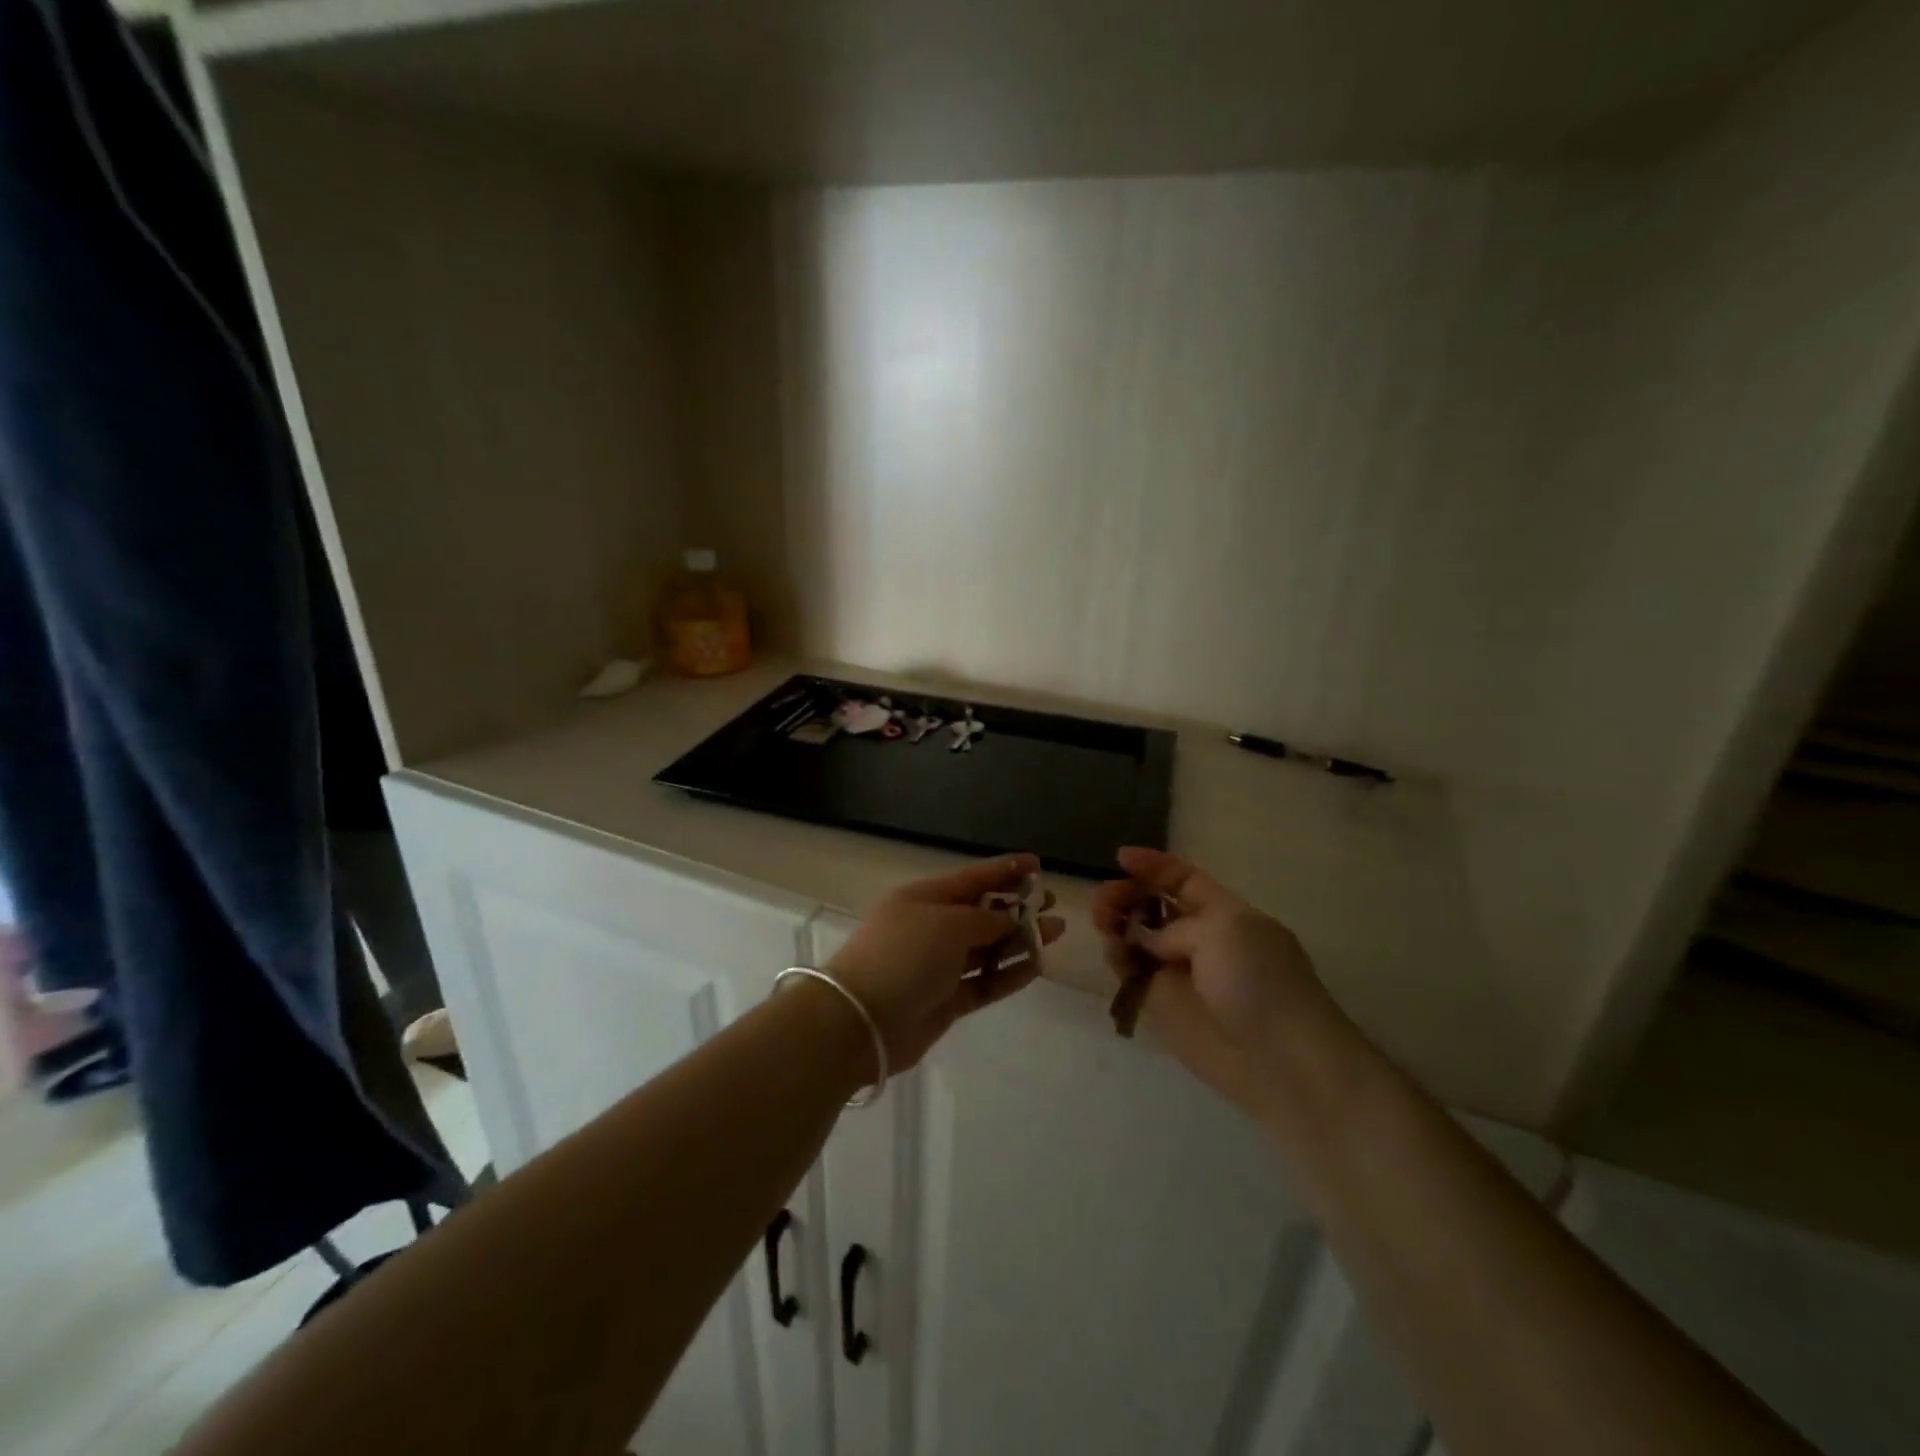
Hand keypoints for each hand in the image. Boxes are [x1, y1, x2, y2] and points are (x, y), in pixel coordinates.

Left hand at [828, 854, 1064, 1072]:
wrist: (861, 1021)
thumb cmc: (903, 956)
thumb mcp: (947, 924)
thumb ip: (985, 920)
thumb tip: (1008, 919)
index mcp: (925, 898)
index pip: (972, 878)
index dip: (1005, 869)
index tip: (1038, 864)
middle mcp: (932, 927)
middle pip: (982, 912)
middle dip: (1017, 906)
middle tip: (1051, 903)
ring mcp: (938, 966)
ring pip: (987, 948)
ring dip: (1020, 940)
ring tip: (1055, 932)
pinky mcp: (946, 1000)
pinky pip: (985, 982)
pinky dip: (1009, 974)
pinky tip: (1037, 966)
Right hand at [1094, 847, 1337, 1117]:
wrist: (1279, 1060)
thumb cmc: (1260, 982)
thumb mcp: (1224, 930)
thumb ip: (1175, 927)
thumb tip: (1147, 940)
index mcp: (1224, 912)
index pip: (1184, 879)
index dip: (1154, 866)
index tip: (1121, 857)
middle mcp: (1199, 938)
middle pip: (1154, 906)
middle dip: (1128, 895)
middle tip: (1104, 898)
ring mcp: (1179, 972)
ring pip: (1137, 938)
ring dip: (1116, 922)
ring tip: (1101, 919)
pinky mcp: (1162, 1005)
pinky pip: (1131, 972)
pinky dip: (1118, 957)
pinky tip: (1112, 949)